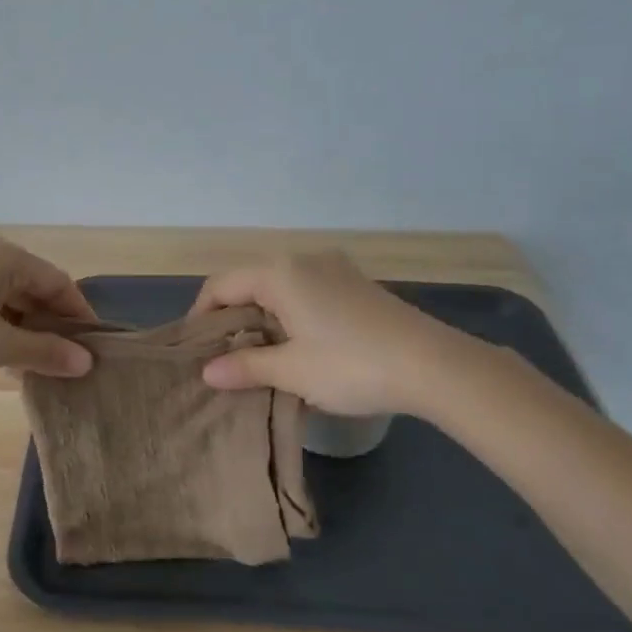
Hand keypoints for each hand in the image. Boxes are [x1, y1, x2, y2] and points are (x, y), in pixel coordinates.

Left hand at [0, 239, 97, 387]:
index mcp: (5, 258)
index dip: (80, 315)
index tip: (96, 348)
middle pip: (37, 292)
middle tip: (75, 362)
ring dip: (32, 334)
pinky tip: (15, 363)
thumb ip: (45, 352)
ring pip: (14, 305)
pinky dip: (7, 335)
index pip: (59, 283)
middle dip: (55, 327)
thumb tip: (87, 363)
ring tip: (49, 368)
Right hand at [189, 251, 470, 415]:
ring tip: (259, 356)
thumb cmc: (351, 365)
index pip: (221, 285)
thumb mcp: (292, 371)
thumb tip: (208, 372)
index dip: (201, 316)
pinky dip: (290, 313)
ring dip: (262, 317)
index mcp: (279, 273)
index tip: (197, 351)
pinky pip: (306, 291)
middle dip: (232, 317)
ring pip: (279, 287)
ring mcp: (334, 268)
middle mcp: (303, 259)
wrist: (434, 365)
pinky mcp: (356, 283)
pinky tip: (297, 345)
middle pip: (249, 282)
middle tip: (225, 357)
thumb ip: (246, 366)